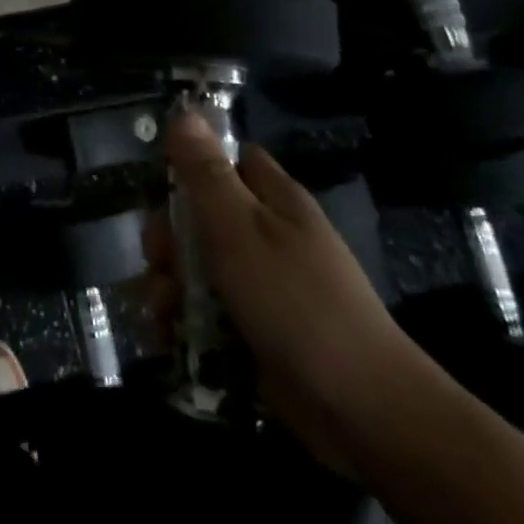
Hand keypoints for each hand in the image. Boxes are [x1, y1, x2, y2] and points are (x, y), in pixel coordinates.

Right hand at [145, 110, 432, 473]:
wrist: (362, 411)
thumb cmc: (295, 301)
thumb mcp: (238, 227)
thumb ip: (205, 172)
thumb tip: (183, 113)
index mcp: (274, 200)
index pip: (228, 161)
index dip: (192, 168)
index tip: (164, 190)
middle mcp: (269, 237)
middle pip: (201, 219)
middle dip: (169, 241)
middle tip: (161, 263)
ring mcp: (265, 288)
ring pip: (199, 270)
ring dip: (170, 287)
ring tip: (163, 313)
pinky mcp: (259, 333)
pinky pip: (208, 315)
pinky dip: (184, 324)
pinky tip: (170, 338)